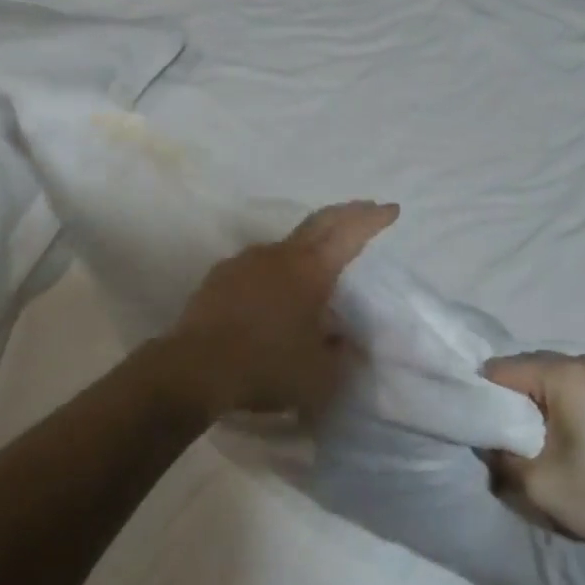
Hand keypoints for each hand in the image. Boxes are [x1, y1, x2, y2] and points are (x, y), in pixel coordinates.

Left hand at [165, 200, 398, 416]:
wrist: (194, 369)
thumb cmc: (266, 366)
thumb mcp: (320, 375)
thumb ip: (339, 354)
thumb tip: (343, 340)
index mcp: (311, 270)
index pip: (349, 233)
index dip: (372, 219)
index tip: (391, 209)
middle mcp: (280, 255)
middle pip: (319, 222)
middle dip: (346, 213)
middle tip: (365, 208)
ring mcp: (246, 261)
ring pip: (286, 245)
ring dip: (308, 246)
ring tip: (317, 266)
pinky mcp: (220, 276)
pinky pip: (258, 266)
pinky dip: (276, 270)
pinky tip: (273, 293)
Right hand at [483, 353, 584, 564]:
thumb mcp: (540, 486)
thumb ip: (501, 458)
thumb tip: (487, 443)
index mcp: (562, 373)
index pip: (499, 370)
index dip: (481, 398)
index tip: (479, 429)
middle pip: (526, 368)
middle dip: (509, 400)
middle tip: (504, 439)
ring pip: (553, 377)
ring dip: (537, 402)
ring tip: (536, 441)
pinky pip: (578, 386)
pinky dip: (563, 404)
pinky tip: (570, 438)